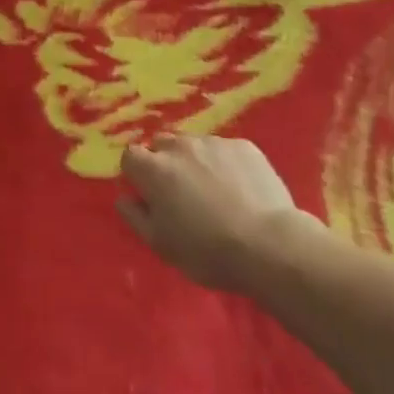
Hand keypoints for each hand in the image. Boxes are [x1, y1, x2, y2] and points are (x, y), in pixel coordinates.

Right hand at [118, 135, 305, 293]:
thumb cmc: (207, 251)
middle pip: (162, 145)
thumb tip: (124, 198)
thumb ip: (135, 217)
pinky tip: (241, 190)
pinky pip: (225, 150)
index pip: (130, 156)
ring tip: (215, 192)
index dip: (137, 175)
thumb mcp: (161, 245)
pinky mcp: (245, 146)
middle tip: (182, 195)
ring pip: (195, 146)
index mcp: (153, 169)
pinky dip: (226, 164)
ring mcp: (214, 142)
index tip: (150, 196)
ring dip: (196, 162)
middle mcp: (180, 146)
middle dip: (166, 164)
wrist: (269, 245)